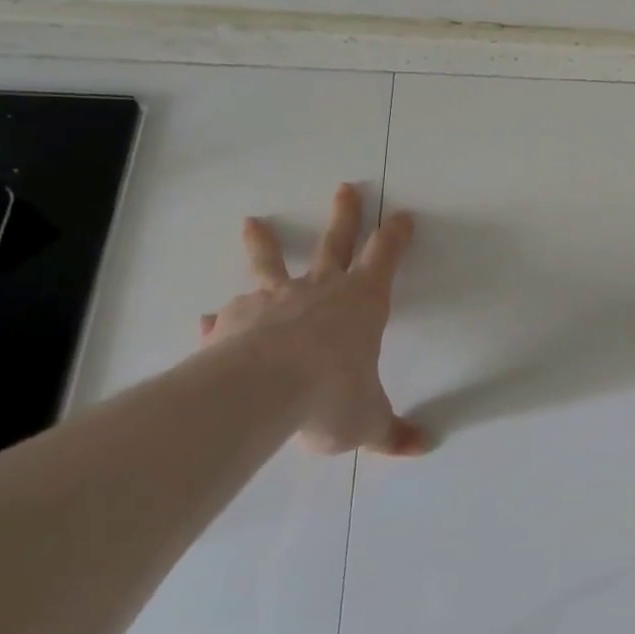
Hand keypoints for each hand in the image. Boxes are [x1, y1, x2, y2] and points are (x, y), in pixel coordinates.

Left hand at [198, 184, 428, 456]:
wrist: (260, 392)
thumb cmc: (331, 395)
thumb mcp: (368, 421)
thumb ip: (394, 432)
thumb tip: (427, 446)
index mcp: (362, 301)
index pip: (385, 256)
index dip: (396, 235)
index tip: (403, 215)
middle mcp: (320, 290)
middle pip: (335, 242)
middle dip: (344, 215)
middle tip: (345, 188)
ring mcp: (273, 300)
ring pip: (271, 263)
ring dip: (265, 243)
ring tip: (252, 222)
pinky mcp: (234, 320)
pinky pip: (228, 314)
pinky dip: (221, 317)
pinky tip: (207, 319)